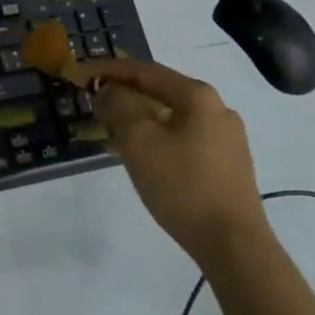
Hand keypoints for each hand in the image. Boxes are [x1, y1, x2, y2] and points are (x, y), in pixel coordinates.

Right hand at [79, 56, 266, 263]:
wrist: (234, 246)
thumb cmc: (183, 185)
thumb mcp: (138, 141)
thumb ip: (117, 106)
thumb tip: (107, 90)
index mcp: (198, 96)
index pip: (145, 70)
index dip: (107, 68)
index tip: (79, 73)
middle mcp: (217, 109)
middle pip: (160, 91)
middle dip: (123, 95)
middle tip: (94, 102)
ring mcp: (227, 139)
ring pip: (171, 118)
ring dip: (138, 120)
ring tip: (110, 132)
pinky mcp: (228, 166)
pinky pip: (183, 139)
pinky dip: (157, 139)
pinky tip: (139, 157)